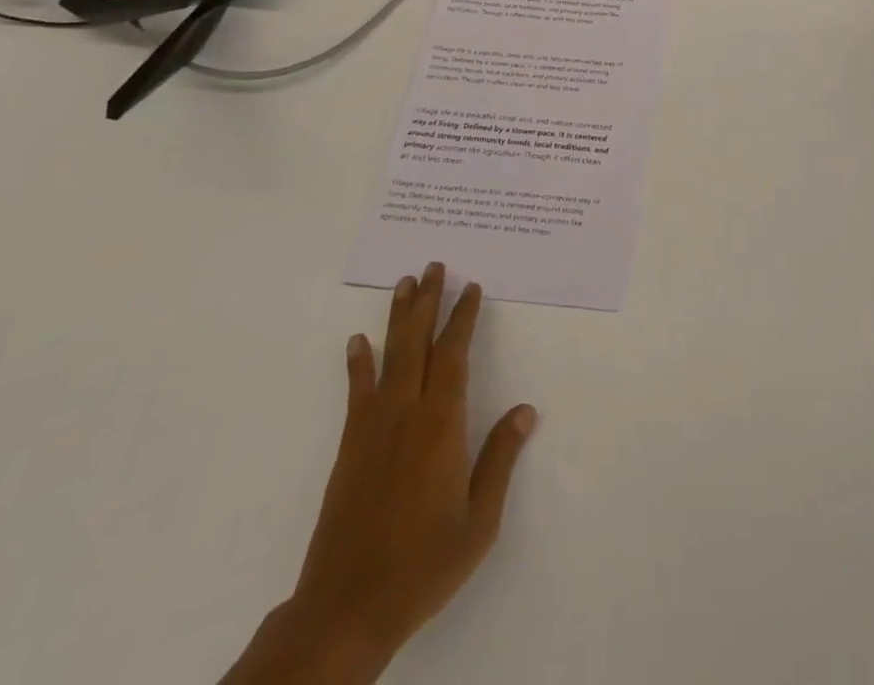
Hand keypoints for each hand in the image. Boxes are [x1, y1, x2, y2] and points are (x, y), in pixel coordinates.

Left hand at [221, 263, 537, 683]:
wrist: (347, 608)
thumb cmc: (424, 562)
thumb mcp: (479, 520)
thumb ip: (501, 459)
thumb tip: (526, 410)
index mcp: (442, 425)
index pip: (454, 355)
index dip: (463, 318)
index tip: (471, 288)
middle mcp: (406, 414)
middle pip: (418, 344)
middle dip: (428, 302)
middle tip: (433, 266)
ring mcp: (373, 428)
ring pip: (389, 358)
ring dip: (398, 318)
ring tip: (403, 284)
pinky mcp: (350, 447)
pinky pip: (356, 393)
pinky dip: (357, 364)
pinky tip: (357, 342)